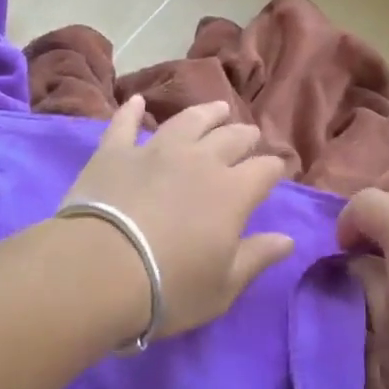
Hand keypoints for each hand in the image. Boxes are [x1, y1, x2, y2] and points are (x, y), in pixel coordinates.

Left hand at [63, 95, 293, 338]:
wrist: (100, 270)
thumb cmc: (169, 287)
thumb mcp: (223, 286)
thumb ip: (257, 257)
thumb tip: (288, 240)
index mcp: (233, 192)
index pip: (264, 170)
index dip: (274, 168)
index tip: (277, 169)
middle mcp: (200, 160)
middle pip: (231, 138)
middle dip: (245, 135)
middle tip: (250, 135)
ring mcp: (156, 151)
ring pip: (188, 120)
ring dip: (206, 113)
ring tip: (218, 108)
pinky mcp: (115, 152)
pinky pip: (126, 124)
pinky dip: (132, 111)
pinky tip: (137, 101)